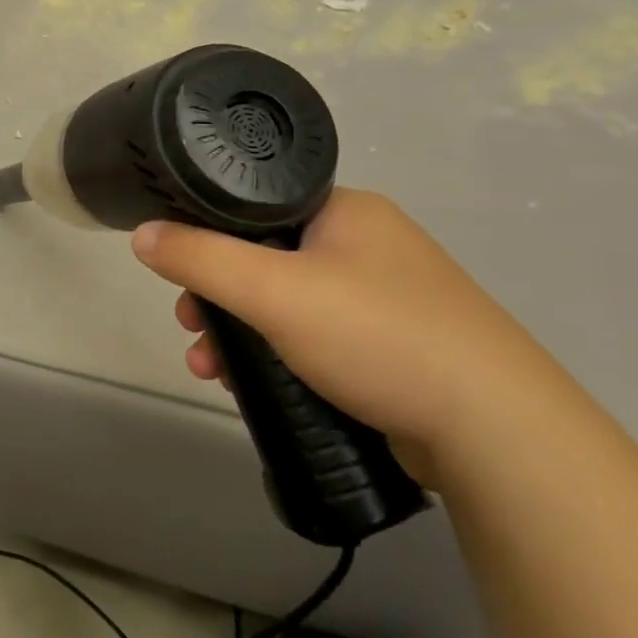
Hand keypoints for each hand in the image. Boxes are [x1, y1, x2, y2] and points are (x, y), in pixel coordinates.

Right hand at [131, 187, 573, 478]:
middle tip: (190, 327)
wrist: (496, 432)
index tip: (179, 277)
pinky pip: (314, 337)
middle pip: (264, 258)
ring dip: (239, 333)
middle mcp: (367, 244)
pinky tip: (253, 386)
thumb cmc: (377, 336)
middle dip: (216, 298)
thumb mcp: (272, 291)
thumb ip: (200, 258)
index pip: (255, 205)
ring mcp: (385, 297)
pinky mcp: (393, 345)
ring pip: (285, 303)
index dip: (207, 237)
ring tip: (210, 370)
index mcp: (346, 211)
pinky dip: (276, 355)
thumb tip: (141, 234)